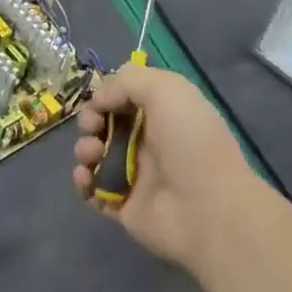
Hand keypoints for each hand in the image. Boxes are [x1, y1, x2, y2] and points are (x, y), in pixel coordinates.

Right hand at [73, 67, 256, 272]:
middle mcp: (149, 141)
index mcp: (163, 112)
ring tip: (91, 155)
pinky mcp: (123, 205)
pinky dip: (83, 181)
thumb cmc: (190, 142)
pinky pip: (93, 190)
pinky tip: (86, 178)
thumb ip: (127, 81)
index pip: (125, 97)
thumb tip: (99, 98)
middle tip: (92, 127)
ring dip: (84, 149)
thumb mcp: (166, 90)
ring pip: (95, 155)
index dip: (107, 95)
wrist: (209, 210)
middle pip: (105, 123)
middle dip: (90, 120)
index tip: (100, 101)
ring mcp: (135, 175)